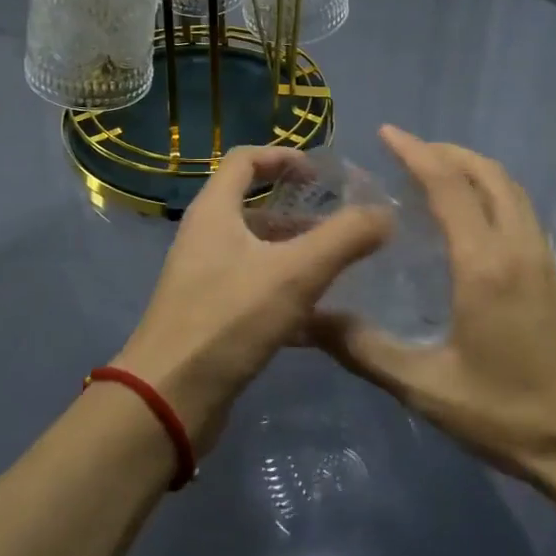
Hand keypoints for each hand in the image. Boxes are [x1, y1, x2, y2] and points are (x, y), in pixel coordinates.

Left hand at [116, 146, 391, 451]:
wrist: (170, 398)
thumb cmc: (229, 319)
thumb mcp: (296, 273)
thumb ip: (345, 238)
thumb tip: (385, 213)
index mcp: (214, 212)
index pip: (244, 160)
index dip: (283, 156)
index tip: (319, 173)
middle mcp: (205, 238)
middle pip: (253, 207)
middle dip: (298, 211)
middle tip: (341, 222)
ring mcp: (204, 279)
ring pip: (256, 251)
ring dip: (295, 251)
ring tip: (339, 266)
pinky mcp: (211, 316)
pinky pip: (254, 288)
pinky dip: (286, 289)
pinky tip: (320, 313)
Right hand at [310, 126, 555, 492]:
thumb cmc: (508, 416)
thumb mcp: (426, 388)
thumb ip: (365, 350)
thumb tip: (310, 320)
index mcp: (485, 265)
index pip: (449, 186)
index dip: (416, 153)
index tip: (386, 133)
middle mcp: (518, 248)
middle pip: (488, 175)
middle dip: (447, 152)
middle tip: (406, 150)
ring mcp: (542, 260)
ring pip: (510, 189)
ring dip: (472, 168)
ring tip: (433, 172)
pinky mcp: (552, 276)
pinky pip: (520, 211)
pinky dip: (491, 192)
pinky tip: (469, 216)